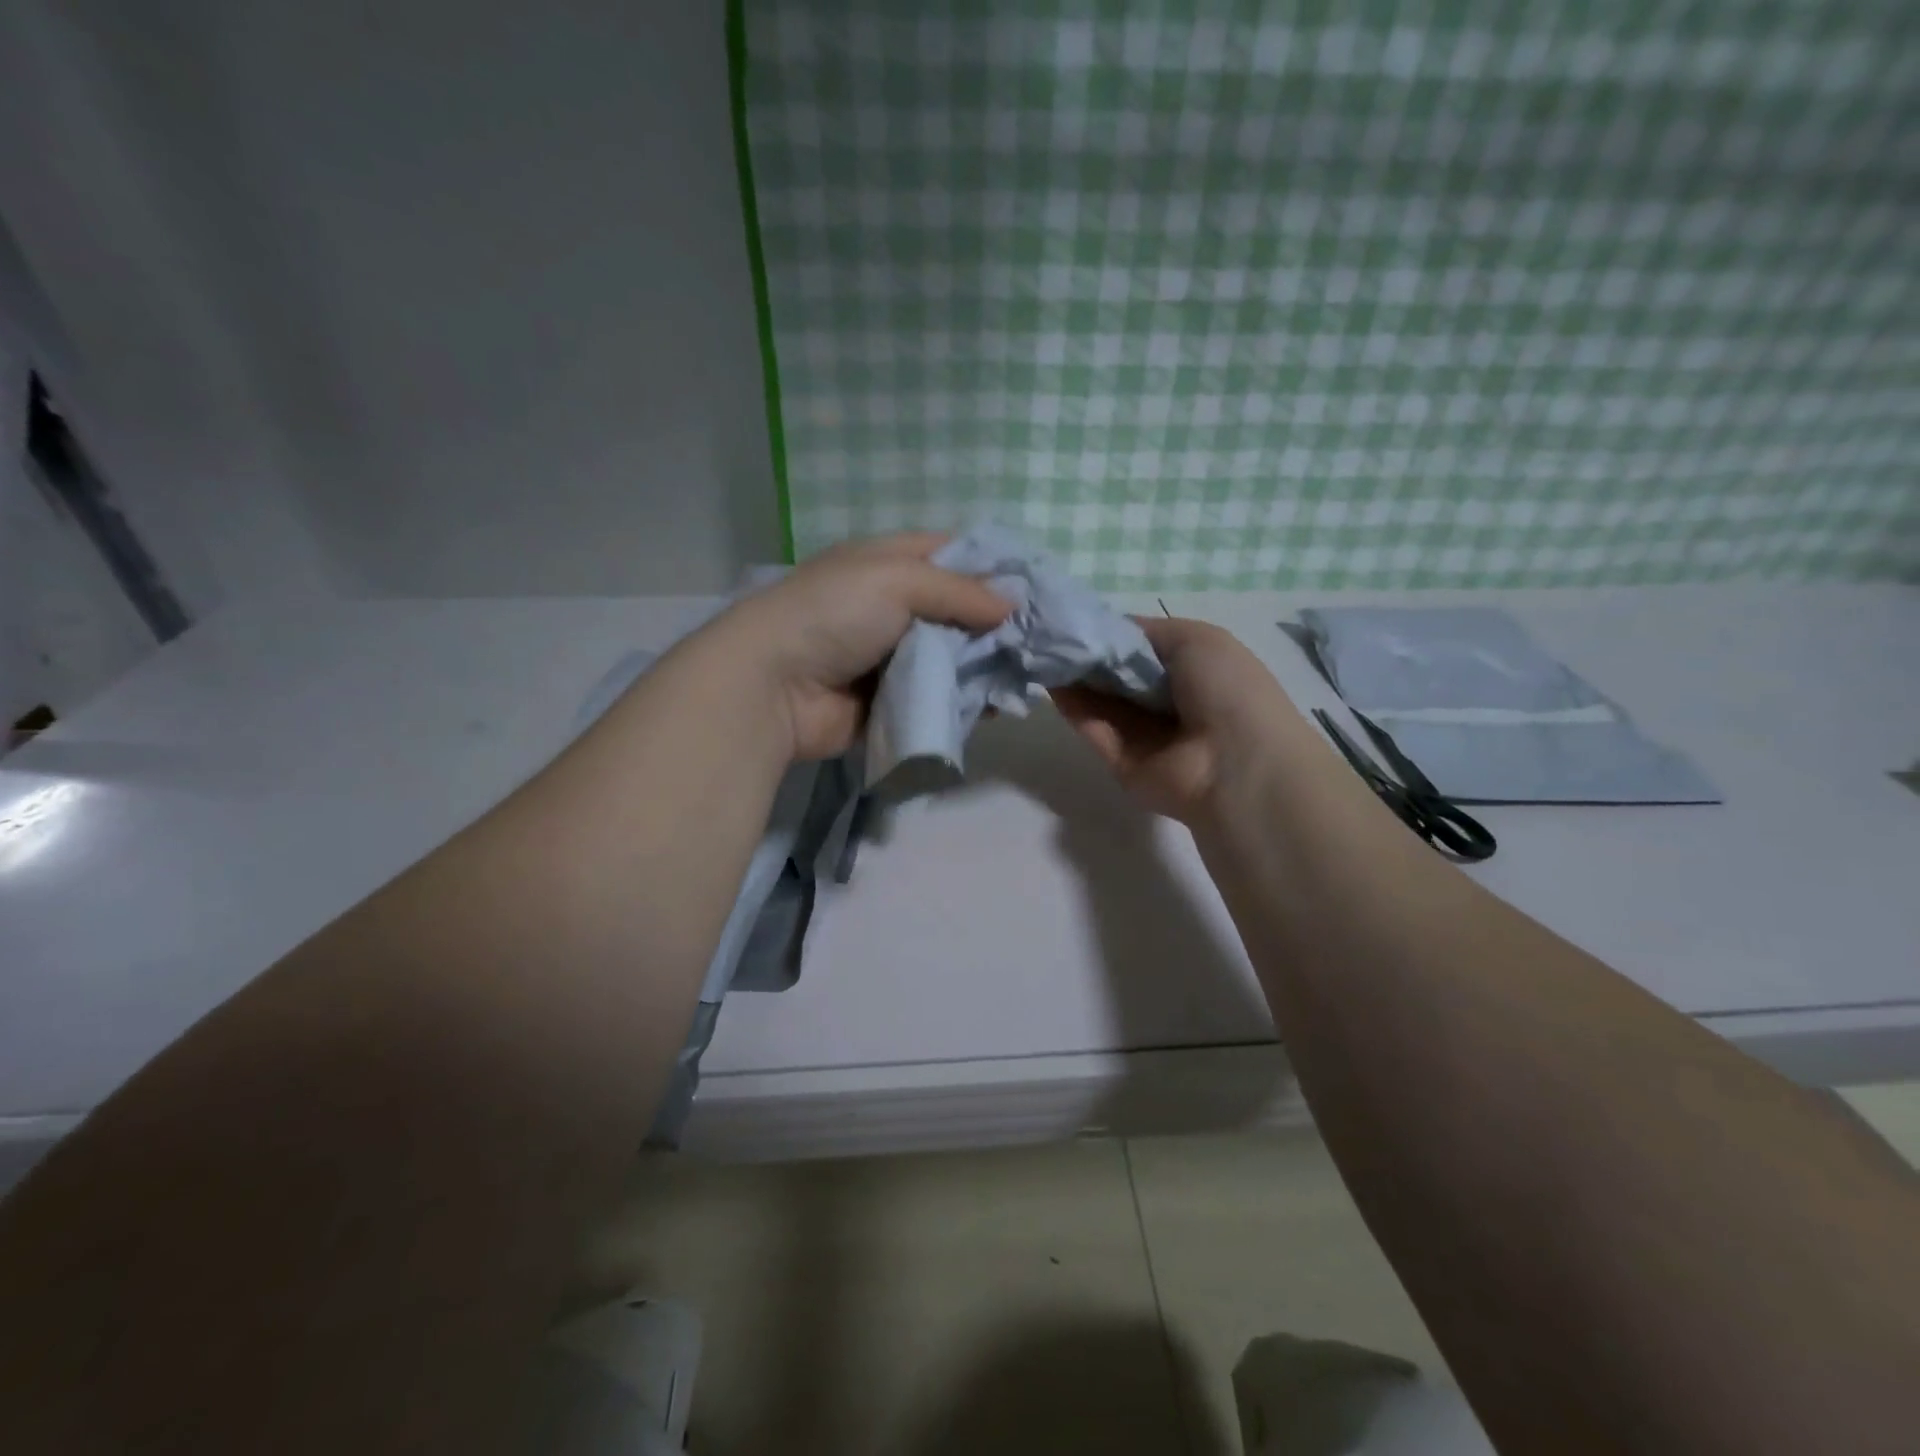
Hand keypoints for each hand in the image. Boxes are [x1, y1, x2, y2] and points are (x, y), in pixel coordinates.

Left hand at [712, 534, 1011, 759]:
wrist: (773, 687)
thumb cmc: (832, 614)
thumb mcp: (896, 580)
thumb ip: (958, 590)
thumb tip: (1011, 605)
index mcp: (886, 564)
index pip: (949, 554)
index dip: (990, 566)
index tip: (1034, 586)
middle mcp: (891, 607)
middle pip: (956, 610)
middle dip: (994, 624)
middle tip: (1038, 639)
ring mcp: (891, 657)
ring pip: (952, 658)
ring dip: (982, 666)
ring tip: (1023, 675)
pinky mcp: (891, 702)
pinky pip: (937, 698)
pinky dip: (962, 702)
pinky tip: (993, 705)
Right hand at [1051, 617, 1303, 824]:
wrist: (1235, 764)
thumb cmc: (1226, 689)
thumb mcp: (1194, 639)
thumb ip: (1145, 632)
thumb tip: (1107, 632)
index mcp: (1193, 671)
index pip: (1142, 650)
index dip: (1111, 635)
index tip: (1076, 620)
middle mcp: (1167, 702)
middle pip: (1117, 676)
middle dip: (1087, 655)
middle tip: (1051, 634)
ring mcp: (1143, 736)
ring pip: (1101, 702)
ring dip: (1074, 678)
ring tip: (1042, 652)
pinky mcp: (1121, 763)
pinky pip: (1094, 730)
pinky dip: (1074, 708)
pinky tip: (1051, 682)